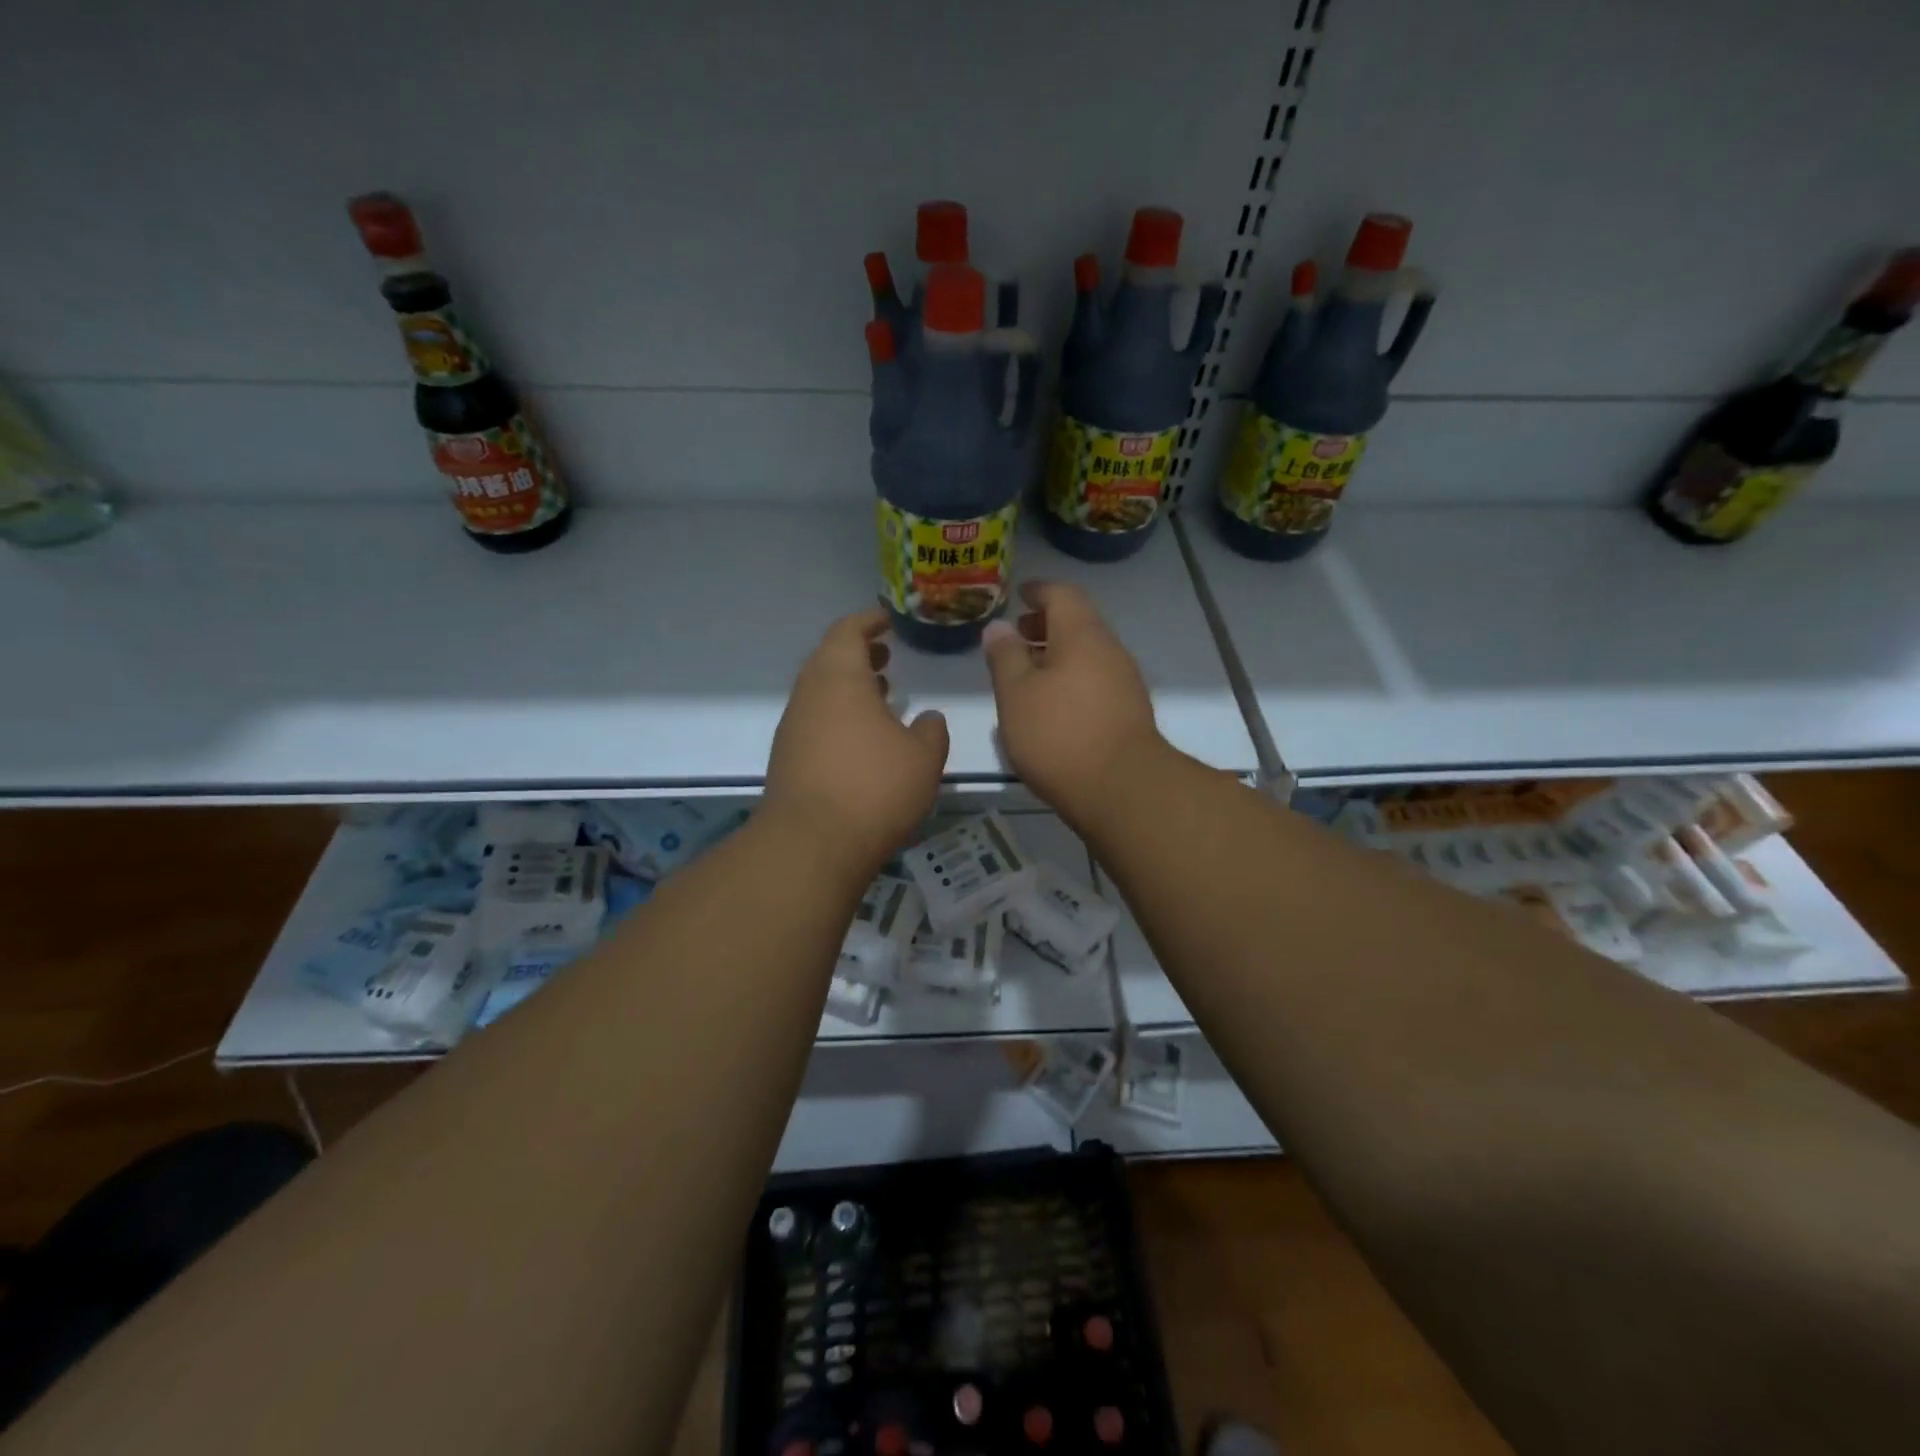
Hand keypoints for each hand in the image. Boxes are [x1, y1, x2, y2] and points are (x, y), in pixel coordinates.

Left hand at [765, 608, 949, 875]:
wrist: (811, 845)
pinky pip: (815, 721)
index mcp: (839, 678)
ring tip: (880, 696)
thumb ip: (931, 731)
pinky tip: (862, 741)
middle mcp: (808, 695)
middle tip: (886, 658)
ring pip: (820, 693)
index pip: (847, 631)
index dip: (868, 622)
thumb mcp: (923, 757)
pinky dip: (838, 716)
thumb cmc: (874, 788)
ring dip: (848, 688)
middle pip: (828, 660)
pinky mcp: (786, 759)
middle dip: (858, 655)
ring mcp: (792, 728)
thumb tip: (928, 719)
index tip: (887, 621)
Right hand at [982, 581, 1164, 826]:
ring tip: (1026, 675)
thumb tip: (999, 627)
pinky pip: (1095, 680)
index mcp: (1082, 635)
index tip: (1018, 595)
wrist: (1121, 789)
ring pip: (1087, 655)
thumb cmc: (1059, 734)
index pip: (1062, 594)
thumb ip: (1004, 656)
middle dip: (1045, 625)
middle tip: (1016, 637)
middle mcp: (1110, 650)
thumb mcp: (1016, 694)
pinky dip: (1070, 680)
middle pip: (1077, 624)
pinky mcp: (1128, 712)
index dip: (1038, 590)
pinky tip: (1050, 706)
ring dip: (1056, 656)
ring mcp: (1124, 682)